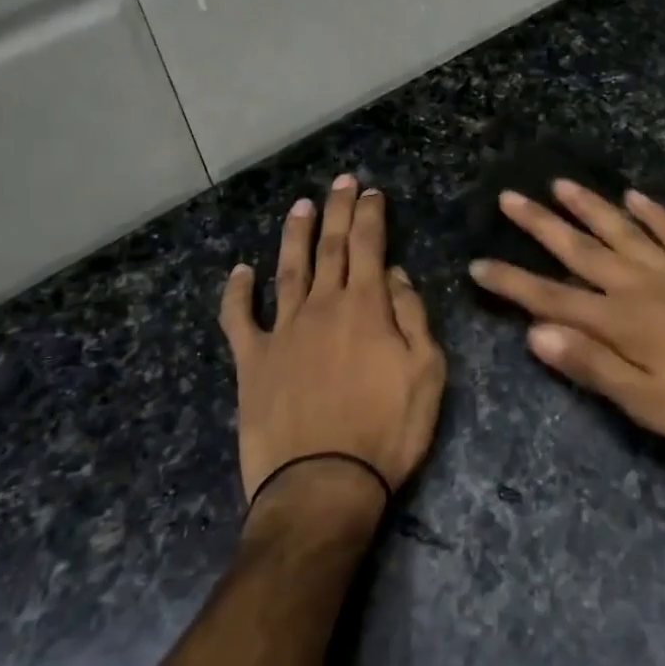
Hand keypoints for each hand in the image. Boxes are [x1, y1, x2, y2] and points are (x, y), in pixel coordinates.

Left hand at [220, 175, 445, 513]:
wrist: (323, 485)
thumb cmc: (387, 431)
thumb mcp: (426, 373)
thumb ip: (412, 317)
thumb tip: (396, 276)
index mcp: (366, 307)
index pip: (369, 246)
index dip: (370, 215)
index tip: (371, 191)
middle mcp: (322, 306)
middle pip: (330, 247)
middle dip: (337, 210)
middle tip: (341, 180)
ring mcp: (282, 331)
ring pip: (288, 269)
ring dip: (294, 234)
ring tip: (299, 206)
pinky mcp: (252, 361)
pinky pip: (239, 318)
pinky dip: (237, 292)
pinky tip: (240, 271)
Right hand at [469, 181, 664, 452]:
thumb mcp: (649, 403)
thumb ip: (592, 365)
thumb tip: (535, 334)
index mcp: (621, 321)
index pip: (552, 298)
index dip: (512, 282)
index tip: (478, 264)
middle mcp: (640, 285)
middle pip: (580, 249)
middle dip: (541, 224)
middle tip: (510, 197)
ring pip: (622, 229)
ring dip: (589, 206)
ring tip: (560, 184)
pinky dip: (652, 211)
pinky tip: (636, 196)